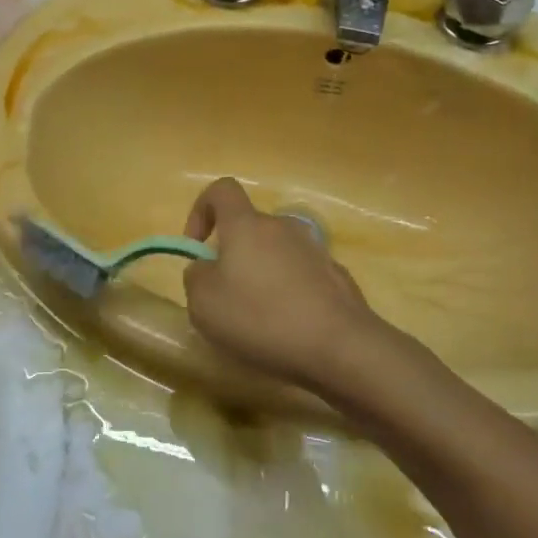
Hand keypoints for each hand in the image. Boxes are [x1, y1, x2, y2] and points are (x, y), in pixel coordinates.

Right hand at [182, 178, 386, 394]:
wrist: (342, 347)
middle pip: (249, 227)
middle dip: (233, 255)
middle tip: (227, 297)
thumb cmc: (262, 318)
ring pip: (276, 252)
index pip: (222, 190)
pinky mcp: (337, 276)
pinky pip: (301, 275)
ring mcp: (315, 249)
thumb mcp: (204, 304)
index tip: (197, 246)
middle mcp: (282, 226)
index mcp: (247, 225)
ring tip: (260, 318)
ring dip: (262, 275)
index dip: (202, 210)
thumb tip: (206, 268)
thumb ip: (195, 277)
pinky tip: (291, 328)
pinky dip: (289, 293)